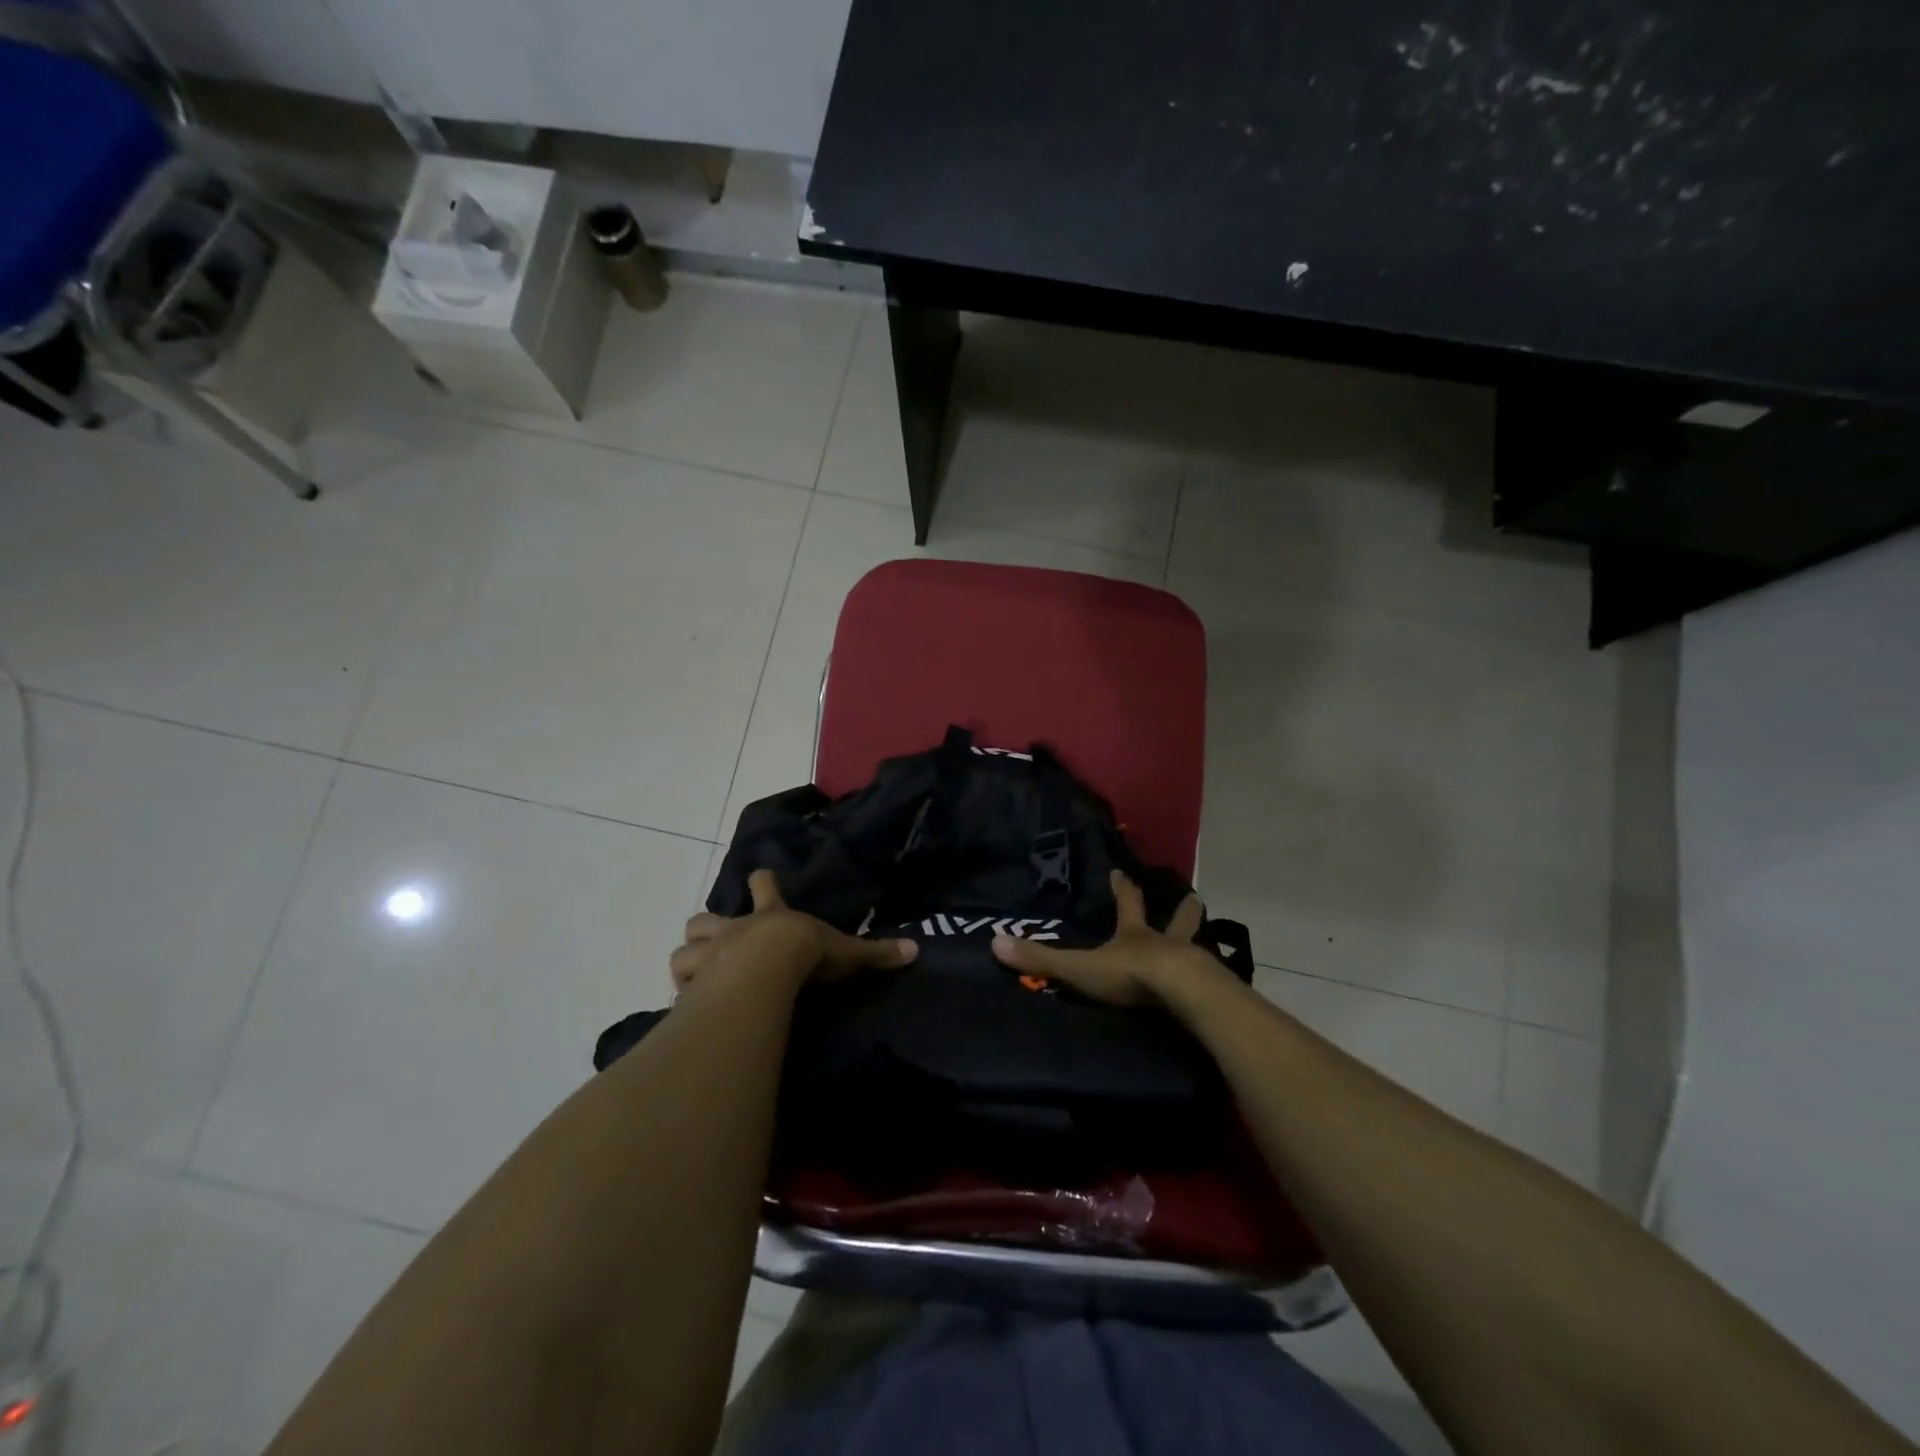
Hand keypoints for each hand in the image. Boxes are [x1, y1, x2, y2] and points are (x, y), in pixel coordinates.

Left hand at [670, 868, 916, 994]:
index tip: (759, 875)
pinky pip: (678, 983)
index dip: (762, 882)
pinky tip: (689, 1003)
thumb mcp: (844, 953)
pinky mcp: (692, 982)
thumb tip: (916, 950)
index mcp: (769, 915)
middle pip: (708, 917)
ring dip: (691, 957)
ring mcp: (708, 954)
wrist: (766, 970)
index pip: (763, 887)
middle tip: (718, 937)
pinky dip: (682, 990)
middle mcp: (734, 929)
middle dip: (711, 925)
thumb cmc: (804, 954)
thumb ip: (875, 953)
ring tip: (700, 972)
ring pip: (685, 948)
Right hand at [990, 869, 1220, 1006]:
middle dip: (1182, 911)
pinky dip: (1210, 981)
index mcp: (1134, 935)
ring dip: (1199, 942)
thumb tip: (995, 942)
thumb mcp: (1080, 967)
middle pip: (1176, 921)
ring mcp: (1192, 964)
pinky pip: (1209, 982)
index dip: (1122, 889)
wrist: (1181, 994)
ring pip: (1196, 947)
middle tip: (1193, 898)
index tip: (1121, 872)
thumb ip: (1041, 959)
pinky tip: (1215, 988)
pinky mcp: (1208, 989)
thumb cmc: (1130, 974)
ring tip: (1210, 942)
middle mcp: (1165, 943)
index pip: (1127, 904)